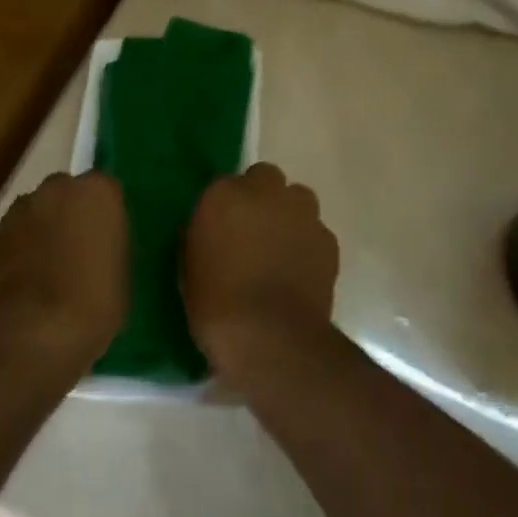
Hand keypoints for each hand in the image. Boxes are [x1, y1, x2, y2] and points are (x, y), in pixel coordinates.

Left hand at [0, 172, 129, 370]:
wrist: (39, 330)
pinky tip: (29, 276)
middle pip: (67, 192)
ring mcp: (23, 208)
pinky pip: (17, 232)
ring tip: (50, 263)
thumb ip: (110, 241)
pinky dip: (22, 245)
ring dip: (44, 226)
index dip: (105, 214)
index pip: (106, 190)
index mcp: (98, 191)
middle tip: (79, 246)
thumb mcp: (122, 268)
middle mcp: (59, 188)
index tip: (107, 237)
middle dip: (71, 212)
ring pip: (38, 209)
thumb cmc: (97, 299)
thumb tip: (99, 241)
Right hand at [183, 163, 337, 384]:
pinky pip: (316, 231)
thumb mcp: (189, 266)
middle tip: (252, 230)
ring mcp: (302, 213)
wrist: (270, 338)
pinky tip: (300, 270)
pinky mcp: (327, 240)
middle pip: (265, 178)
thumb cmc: (215, 305)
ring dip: (288, 214)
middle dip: (260, 197)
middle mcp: (266, 192)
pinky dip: (308, 243)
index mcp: (223, 195)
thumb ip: (203, 234)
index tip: (222, 228)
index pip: (225, 185)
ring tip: (280, 247)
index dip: (226, 207)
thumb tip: (215, 230)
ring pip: (297, 198)